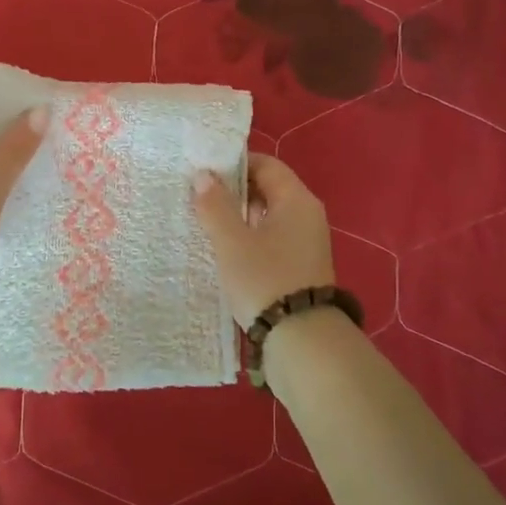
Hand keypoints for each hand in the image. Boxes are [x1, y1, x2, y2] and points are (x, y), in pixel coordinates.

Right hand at [192, 155, 336, 329]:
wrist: (301, 340)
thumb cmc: (265, 280)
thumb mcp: (232, 241)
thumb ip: (215, 205)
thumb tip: (203, 175)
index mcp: (296, 200)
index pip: (266, 164)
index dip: (234, 163)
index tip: (203, 172)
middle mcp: (307, 215)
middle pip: (268, 188)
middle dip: (233, 190)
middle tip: (198, 197)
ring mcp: (306, 242)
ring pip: (268, 215)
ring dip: (239, 216)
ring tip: (206, 223)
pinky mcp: (300, 266)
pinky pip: (272, 238)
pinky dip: (249, 237)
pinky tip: (226, 250)